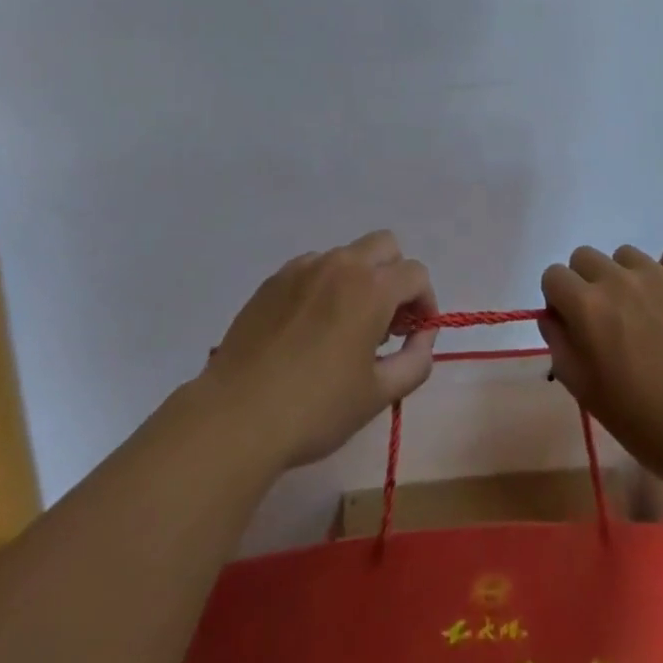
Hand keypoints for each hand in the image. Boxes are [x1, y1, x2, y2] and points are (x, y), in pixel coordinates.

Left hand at [200, 230, 437, 470]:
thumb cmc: (315, 409)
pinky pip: (312, 268)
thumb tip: (423, 335)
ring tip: (344, 328)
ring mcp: (303, 267)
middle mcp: (341, 264)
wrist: (236, 417)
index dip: (425, 302)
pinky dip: (323, 287)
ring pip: (346, 256)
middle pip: (385, 246)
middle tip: (386, 321)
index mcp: (372, 288)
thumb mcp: (378, 395)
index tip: (415, 334)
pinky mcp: (274, 280)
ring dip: (358, 280)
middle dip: (395, 276)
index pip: (416, 274)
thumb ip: (416, 360)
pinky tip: (308, 329)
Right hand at [540, 246, 662, 493]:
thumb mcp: (594, 400)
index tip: (576, 328)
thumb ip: (563, 351)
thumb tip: (553, 319)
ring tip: (651, 318)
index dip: (560, 300)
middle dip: (588, 283)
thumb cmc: (656, 427)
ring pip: (627, 256)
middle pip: (585, 257)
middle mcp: (619, 279)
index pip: (553, 276)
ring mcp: (660, 272)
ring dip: (628, 279)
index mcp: (588, 308)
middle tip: (611, 323)